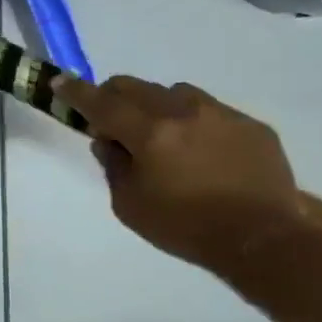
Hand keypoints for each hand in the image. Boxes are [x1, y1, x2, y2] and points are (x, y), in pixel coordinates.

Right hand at [57, 76, 304, 276]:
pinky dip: (194, 124)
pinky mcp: (251, 125)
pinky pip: (211, 111)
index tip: (60, 82)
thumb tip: (108, 140)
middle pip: (137, 87)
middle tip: (112, 122)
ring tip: (162, 138)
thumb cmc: (185, 228)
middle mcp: (185, 112)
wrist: (262, 239)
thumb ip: (113, 166)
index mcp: (151, 133)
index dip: (77, 92)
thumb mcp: (130, 205)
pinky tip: (202, 154)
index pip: (103, 104)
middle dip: (115, 98)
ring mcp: (222, 114)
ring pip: (176, 93)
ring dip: (157, 107)